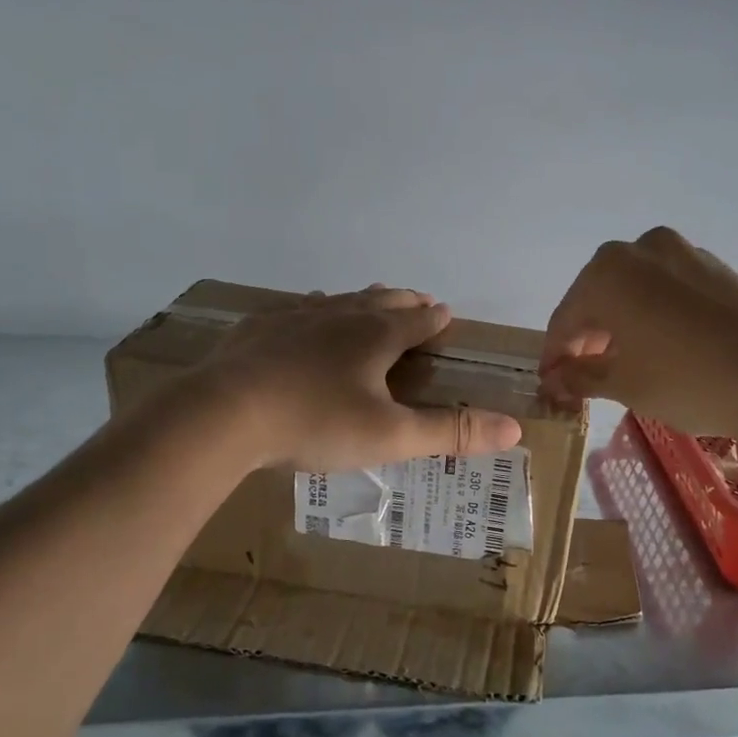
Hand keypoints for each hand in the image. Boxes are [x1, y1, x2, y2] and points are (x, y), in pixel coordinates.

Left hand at [205, 286, 523, 471]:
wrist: (223, 414)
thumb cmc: (315, 422)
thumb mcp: (390, 436)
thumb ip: (450, 432)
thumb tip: (514, 428)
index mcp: (375, 335)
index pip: (417, 320)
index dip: (435, 318)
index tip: (446, 313)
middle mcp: (340, 315)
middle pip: (381, 300)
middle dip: (404, 302)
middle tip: (418, 301)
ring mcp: (295, 317)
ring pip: (339, 300)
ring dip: (361, 301)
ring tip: (369, 301)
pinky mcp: (258, 328)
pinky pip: (295, 310)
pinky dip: (313, 311)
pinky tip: (303, 316)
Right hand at [541, 227, 737, 440]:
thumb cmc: (687, 380)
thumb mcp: (624, 384)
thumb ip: (580, 376)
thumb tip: (553, 379)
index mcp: (608, 272)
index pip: (566, 318)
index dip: (555, 355)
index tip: (552, 384)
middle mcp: (642, 249)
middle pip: (599, 297)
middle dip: (589, 338)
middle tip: (586, 377)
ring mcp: (686, 253)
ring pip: (636, 291)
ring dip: (623, 325)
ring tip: (627, 364)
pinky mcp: (719, 269)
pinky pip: (670, 290)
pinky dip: (656, 316)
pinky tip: (665, 349)